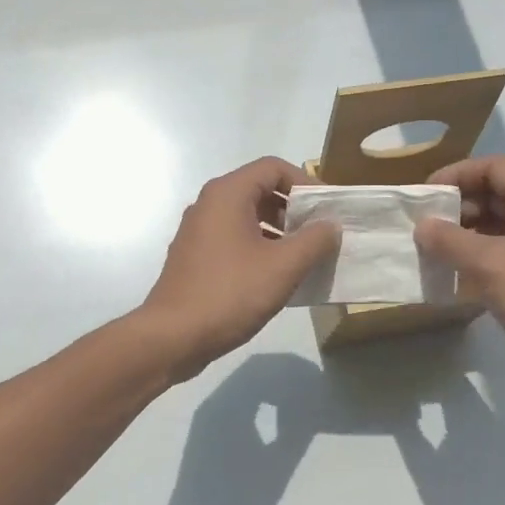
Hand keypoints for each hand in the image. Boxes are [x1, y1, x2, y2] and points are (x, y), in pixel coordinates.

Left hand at [138, 157, 339, 380]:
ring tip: (304, 258)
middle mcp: (208, 205)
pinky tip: (276, 277)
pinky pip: (233, 240)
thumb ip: (314, 240)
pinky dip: (258, 248)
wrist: (173, 336)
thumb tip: (330, 224)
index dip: (306, 182)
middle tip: (320, 234)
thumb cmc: (230, 294)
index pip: (274, 167)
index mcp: (227, 194)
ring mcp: (197, 232)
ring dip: (278, 231)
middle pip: (259, 190)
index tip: (327, 209)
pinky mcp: (194, 258)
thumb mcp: (283, 267)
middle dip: (294, 209)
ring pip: (246, 217)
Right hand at [414, 156, 504, 397]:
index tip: (425, 196)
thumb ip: (450, 241)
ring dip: (465, 233)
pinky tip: (457, 274)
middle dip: (457, 206)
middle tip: (423, 226)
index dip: (456, 174)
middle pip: (496, 193)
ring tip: (433, 250)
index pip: (494, 167)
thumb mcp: (489, 265)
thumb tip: (422, 226)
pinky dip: (479, 256)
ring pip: (499, 224)